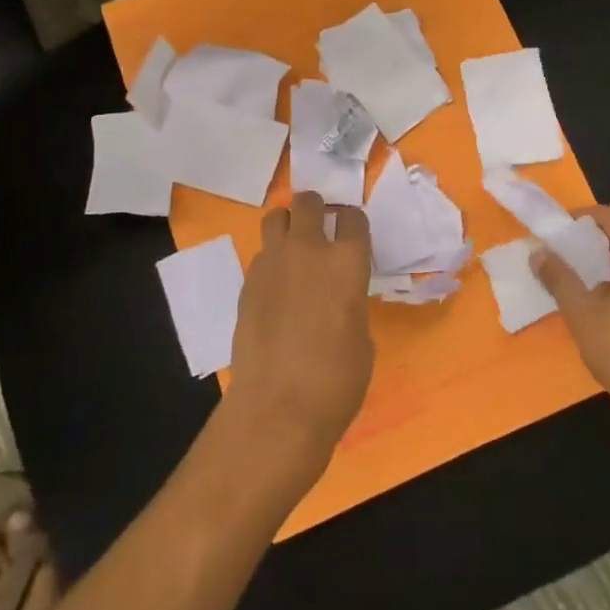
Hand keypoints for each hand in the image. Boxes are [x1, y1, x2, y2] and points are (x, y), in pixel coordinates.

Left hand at [226, 192, 374, 469]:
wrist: (278, 407)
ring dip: (287, 226)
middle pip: (307, 202)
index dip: (352, 224)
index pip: (352, 217)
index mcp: (347, 262)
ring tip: (294, 250)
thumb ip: (351, 302)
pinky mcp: (247, 281)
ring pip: (275, 217)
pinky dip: (271, 261)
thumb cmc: (336, 381)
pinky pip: (261, 254)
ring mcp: (272, 262)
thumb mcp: (362, 338)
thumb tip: (338, 298)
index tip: (351, 235)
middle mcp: (308, 250)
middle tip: (320, 230)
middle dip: (315, 210)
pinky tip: (276, 288)